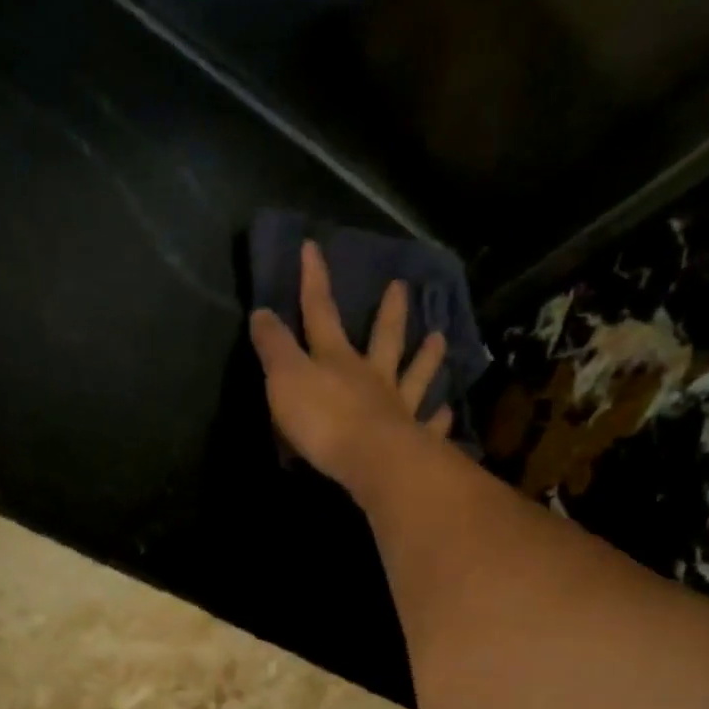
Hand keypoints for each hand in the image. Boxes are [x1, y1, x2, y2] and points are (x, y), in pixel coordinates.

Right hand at [249, 239, 452, 490]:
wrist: (371, 461)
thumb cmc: (324, 420)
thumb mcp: (285, 379)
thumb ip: (274, 347)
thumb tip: (261, 311)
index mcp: (337, 360)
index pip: (321, 313)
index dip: (314, 281)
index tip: (313, 248)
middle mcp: (372, 377)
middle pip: (383, 338)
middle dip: (389, 312)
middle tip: (402, 286)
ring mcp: (399, 407)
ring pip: (415, 376)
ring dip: (427, 357)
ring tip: (438, 338)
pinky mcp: (415, 439)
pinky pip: (430, 424)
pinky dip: (439, 418)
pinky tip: (447, 411)